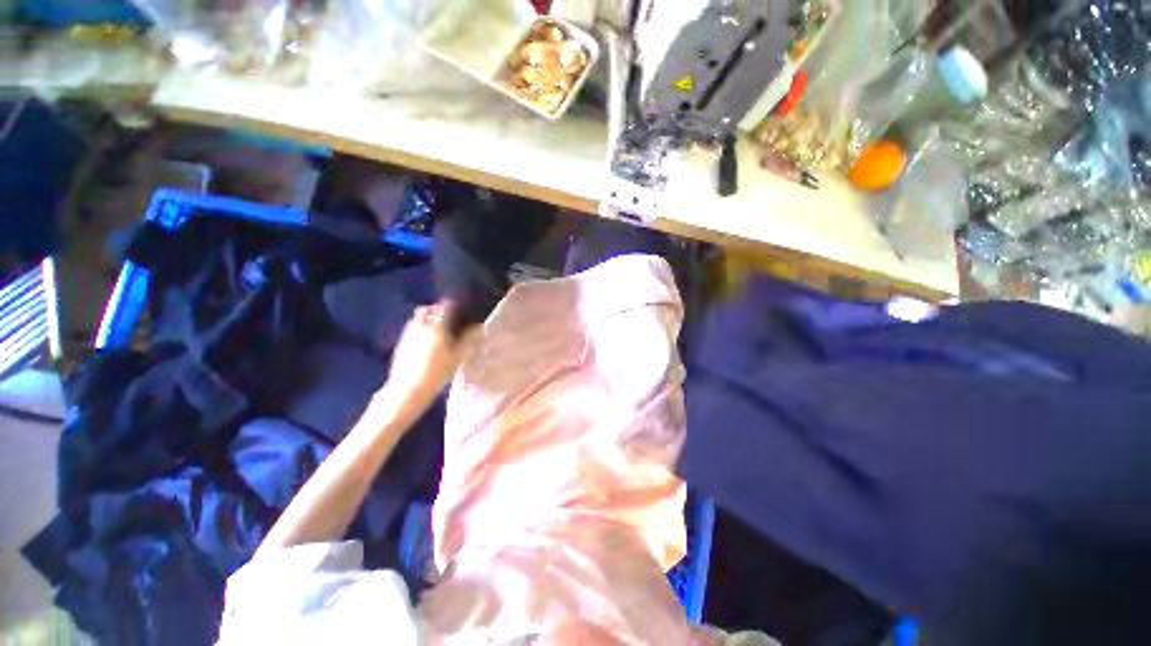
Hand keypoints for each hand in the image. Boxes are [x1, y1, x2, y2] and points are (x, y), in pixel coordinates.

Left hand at [380, 301, 477, 413]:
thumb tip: (479, 327)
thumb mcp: (458, 357)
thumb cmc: (438, 372)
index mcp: (437, 326)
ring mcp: (408, 334)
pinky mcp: (400, 344)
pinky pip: (410, 329)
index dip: (451, 305)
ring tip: (435, 328)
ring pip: (416, 318)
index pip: (444, 307)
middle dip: (435, 310)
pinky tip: (423, 341)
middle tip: (446, 317)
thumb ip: (469, 339)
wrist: (408, 389)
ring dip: (425, 318)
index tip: (458, 308)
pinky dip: (418, 329)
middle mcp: (420, 326)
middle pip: (426, 310)